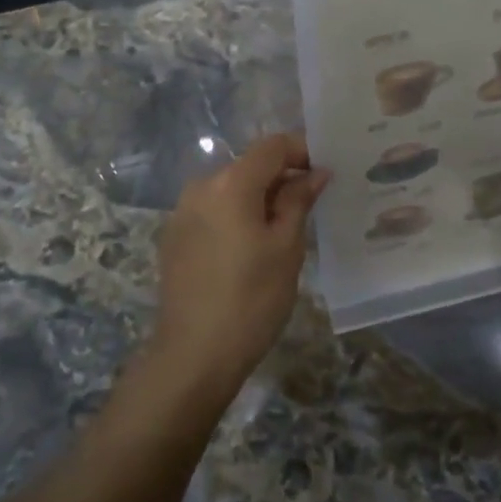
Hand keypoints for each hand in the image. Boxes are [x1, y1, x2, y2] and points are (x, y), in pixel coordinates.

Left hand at [151, 134, 330, 405]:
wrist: (193, 355)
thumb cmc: (251, 299)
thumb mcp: (286, 248)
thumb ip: (298, 201)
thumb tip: (315, 173)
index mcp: (230, 183)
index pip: (272, 146)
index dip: (302, 150)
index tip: (326, 172)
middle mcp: (201, 187)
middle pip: (249, 166)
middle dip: (282, 177)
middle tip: (311, 204)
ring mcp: (181, 212)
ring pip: (230, 189)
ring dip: (258, 198)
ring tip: (283, 229)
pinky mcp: (174, 237)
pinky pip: (212, 211)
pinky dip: (236, 216)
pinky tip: (249, 248)